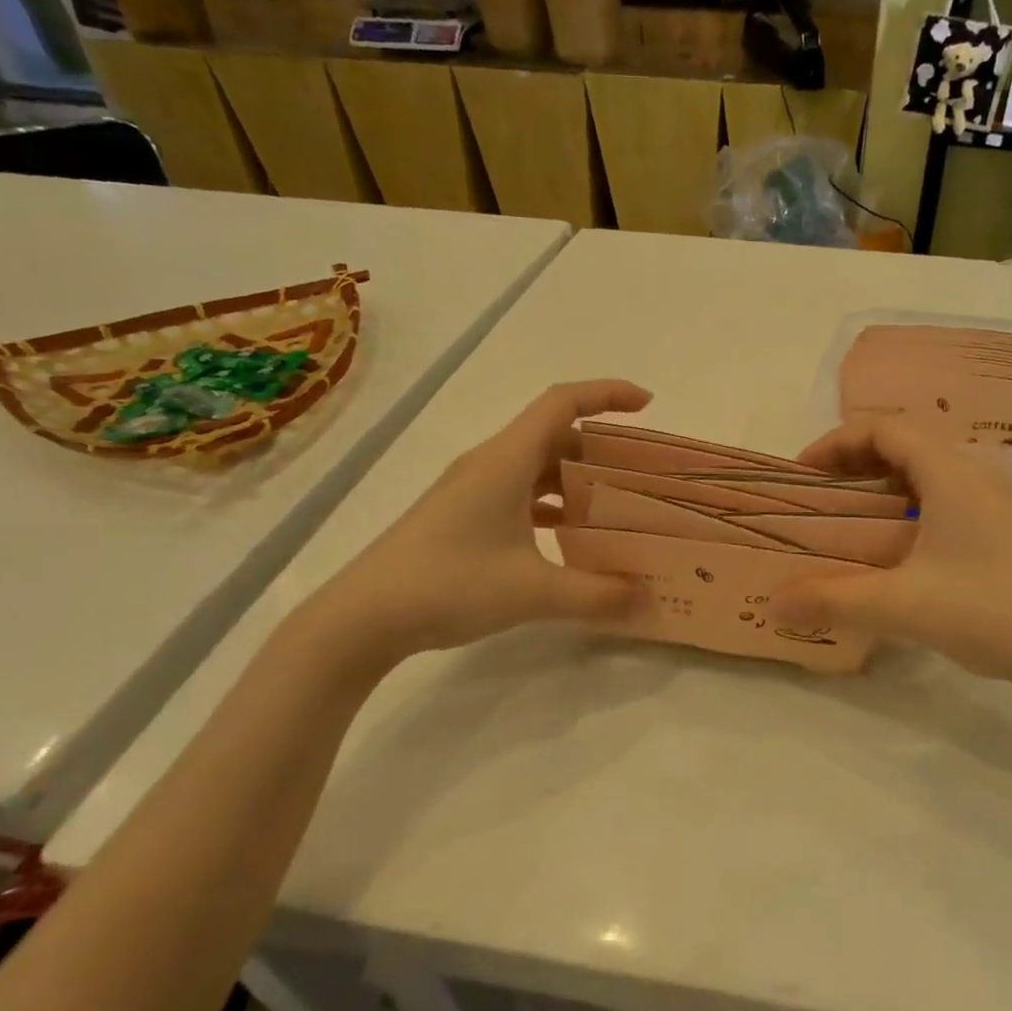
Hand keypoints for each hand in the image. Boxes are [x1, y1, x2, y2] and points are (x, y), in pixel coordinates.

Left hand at [301, 380, 652, 667]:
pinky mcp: (461, 516)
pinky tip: (568, 539)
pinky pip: (518, 494)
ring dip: (575, 480)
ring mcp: (471, 490)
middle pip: (554, 435)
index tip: (648, 404)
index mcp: (506, 461)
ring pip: (535, 467)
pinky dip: (550, 505)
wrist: (363, 616)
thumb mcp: (532, 592)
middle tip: (640, 474)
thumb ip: (596, 596)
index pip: (562, 403)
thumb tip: (647, 601)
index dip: (607, 394)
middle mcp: (489, 464)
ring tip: (615, 508)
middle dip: (601, 448)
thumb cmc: (448, 585)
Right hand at [774, 419, 1011, 690]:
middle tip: (815, 496)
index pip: (885, 428)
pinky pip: (938, 501)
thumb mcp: (903, 604)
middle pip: (903, 445)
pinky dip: (903, 511)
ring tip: (842, 520)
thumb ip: (835, 598)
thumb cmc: (990, 610)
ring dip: (879, 487)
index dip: (837, 442)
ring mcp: (989, 504)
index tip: (801, 474)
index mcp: (950, 473)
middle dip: (853, 463)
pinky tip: (887, 551)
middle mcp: (971, 476)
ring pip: (922, 474)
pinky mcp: (997, 532)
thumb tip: (775, 602)